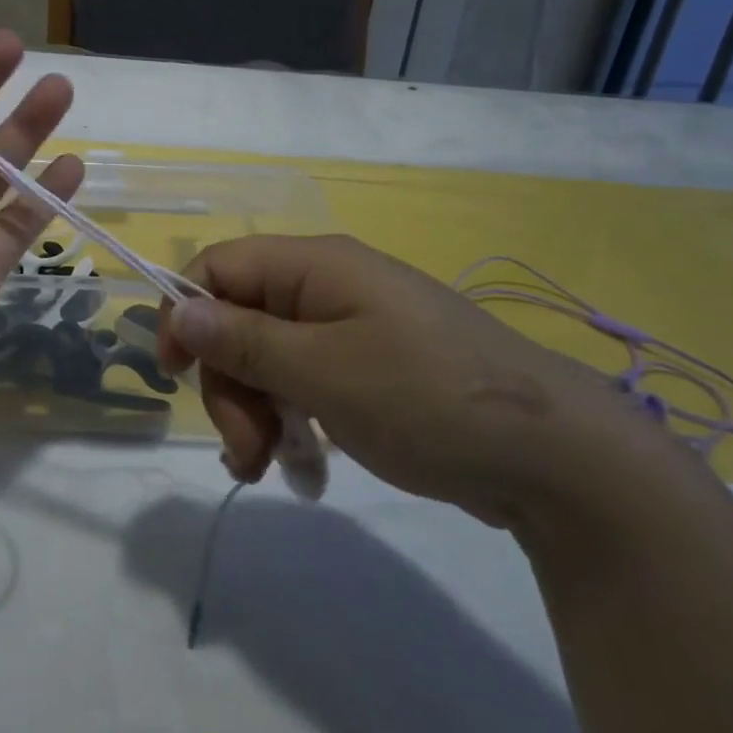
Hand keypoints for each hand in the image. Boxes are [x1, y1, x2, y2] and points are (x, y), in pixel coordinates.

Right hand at [157, 235, 660, 529]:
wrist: (557, 458)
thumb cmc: (427, 397)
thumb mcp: (323, 370)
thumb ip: (244, 339)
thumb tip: (177, 308)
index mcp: (313, 266)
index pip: (218, 266)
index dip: (185, 312)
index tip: (175, 375)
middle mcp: (326, 286)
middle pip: (240, 318)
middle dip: (228, 381)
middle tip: (243, 447)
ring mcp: (350, 327)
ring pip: (268, 356)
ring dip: (255, 408)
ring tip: (267, 466)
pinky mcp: (369, 368)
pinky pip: (305, 380)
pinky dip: (291, 418)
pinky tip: (300, 464)